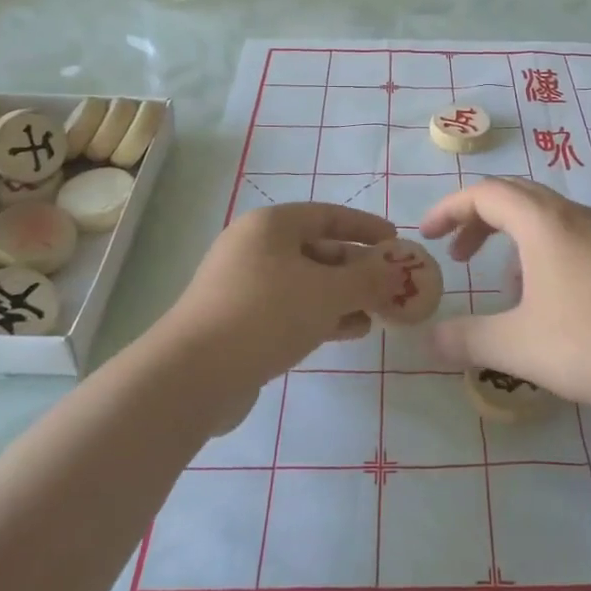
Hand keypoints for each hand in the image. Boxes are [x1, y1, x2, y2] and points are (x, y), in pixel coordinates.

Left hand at [154, 203, 397, 396]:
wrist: (194, 375)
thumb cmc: (266, 314)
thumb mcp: (328, 292)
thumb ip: (368, 279)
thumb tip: (396, 271)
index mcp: (271, 226)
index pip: (328, 215)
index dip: (365, 227)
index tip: (396, 241)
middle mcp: (255, 248)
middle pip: (318, 249)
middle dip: (357, 267)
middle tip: (391, 285)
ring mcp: (244, 286)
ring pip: (306, 283)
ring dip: (343, 295)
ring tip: (378, 312)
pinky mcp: (240, 322)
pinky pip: (291, 309)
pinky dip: (322, 316)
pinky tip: (350, 331)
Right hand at [421, 179, 590, 413]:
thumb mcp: (521, 346)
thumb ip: (468, 339)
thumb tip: (428, 339)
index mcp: (542, 221)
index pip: (484, 193)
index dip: (449, 209)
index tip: (426, 236)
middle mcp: (572, 215)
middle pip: (513, 196)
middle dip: (477, 220)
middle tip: (457, 256)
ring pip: (543, 217)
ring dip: (511, 239)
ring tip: (504, 289)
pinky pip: (567, 236)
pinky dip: (540, 254)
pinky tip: (548, 302)